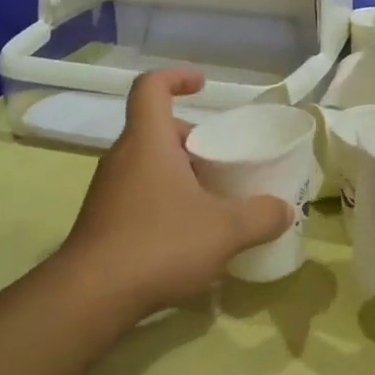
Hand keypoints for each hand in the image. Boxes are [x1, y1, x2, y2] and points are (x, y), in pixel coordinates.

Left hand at [60, 69, 291, 322]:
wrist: (90, 297)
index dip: (176, 77)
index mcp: (147, 141)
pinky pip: (138, 194)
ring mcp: (108, 190)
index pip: (151, 87)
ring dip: (179, 172)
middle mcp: (123, 157)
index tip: (203, 85)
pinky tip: (187, 236)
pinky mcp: (102, 221)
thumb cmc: (159, 244)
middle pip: (156, 129)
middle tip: (221, 161)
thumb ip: (260, 216)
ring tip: (211, 201)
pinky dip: (164, 200)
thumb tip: (284, 210)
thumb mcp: (224, 230)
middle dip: (192, 139)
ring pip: (148, 164)